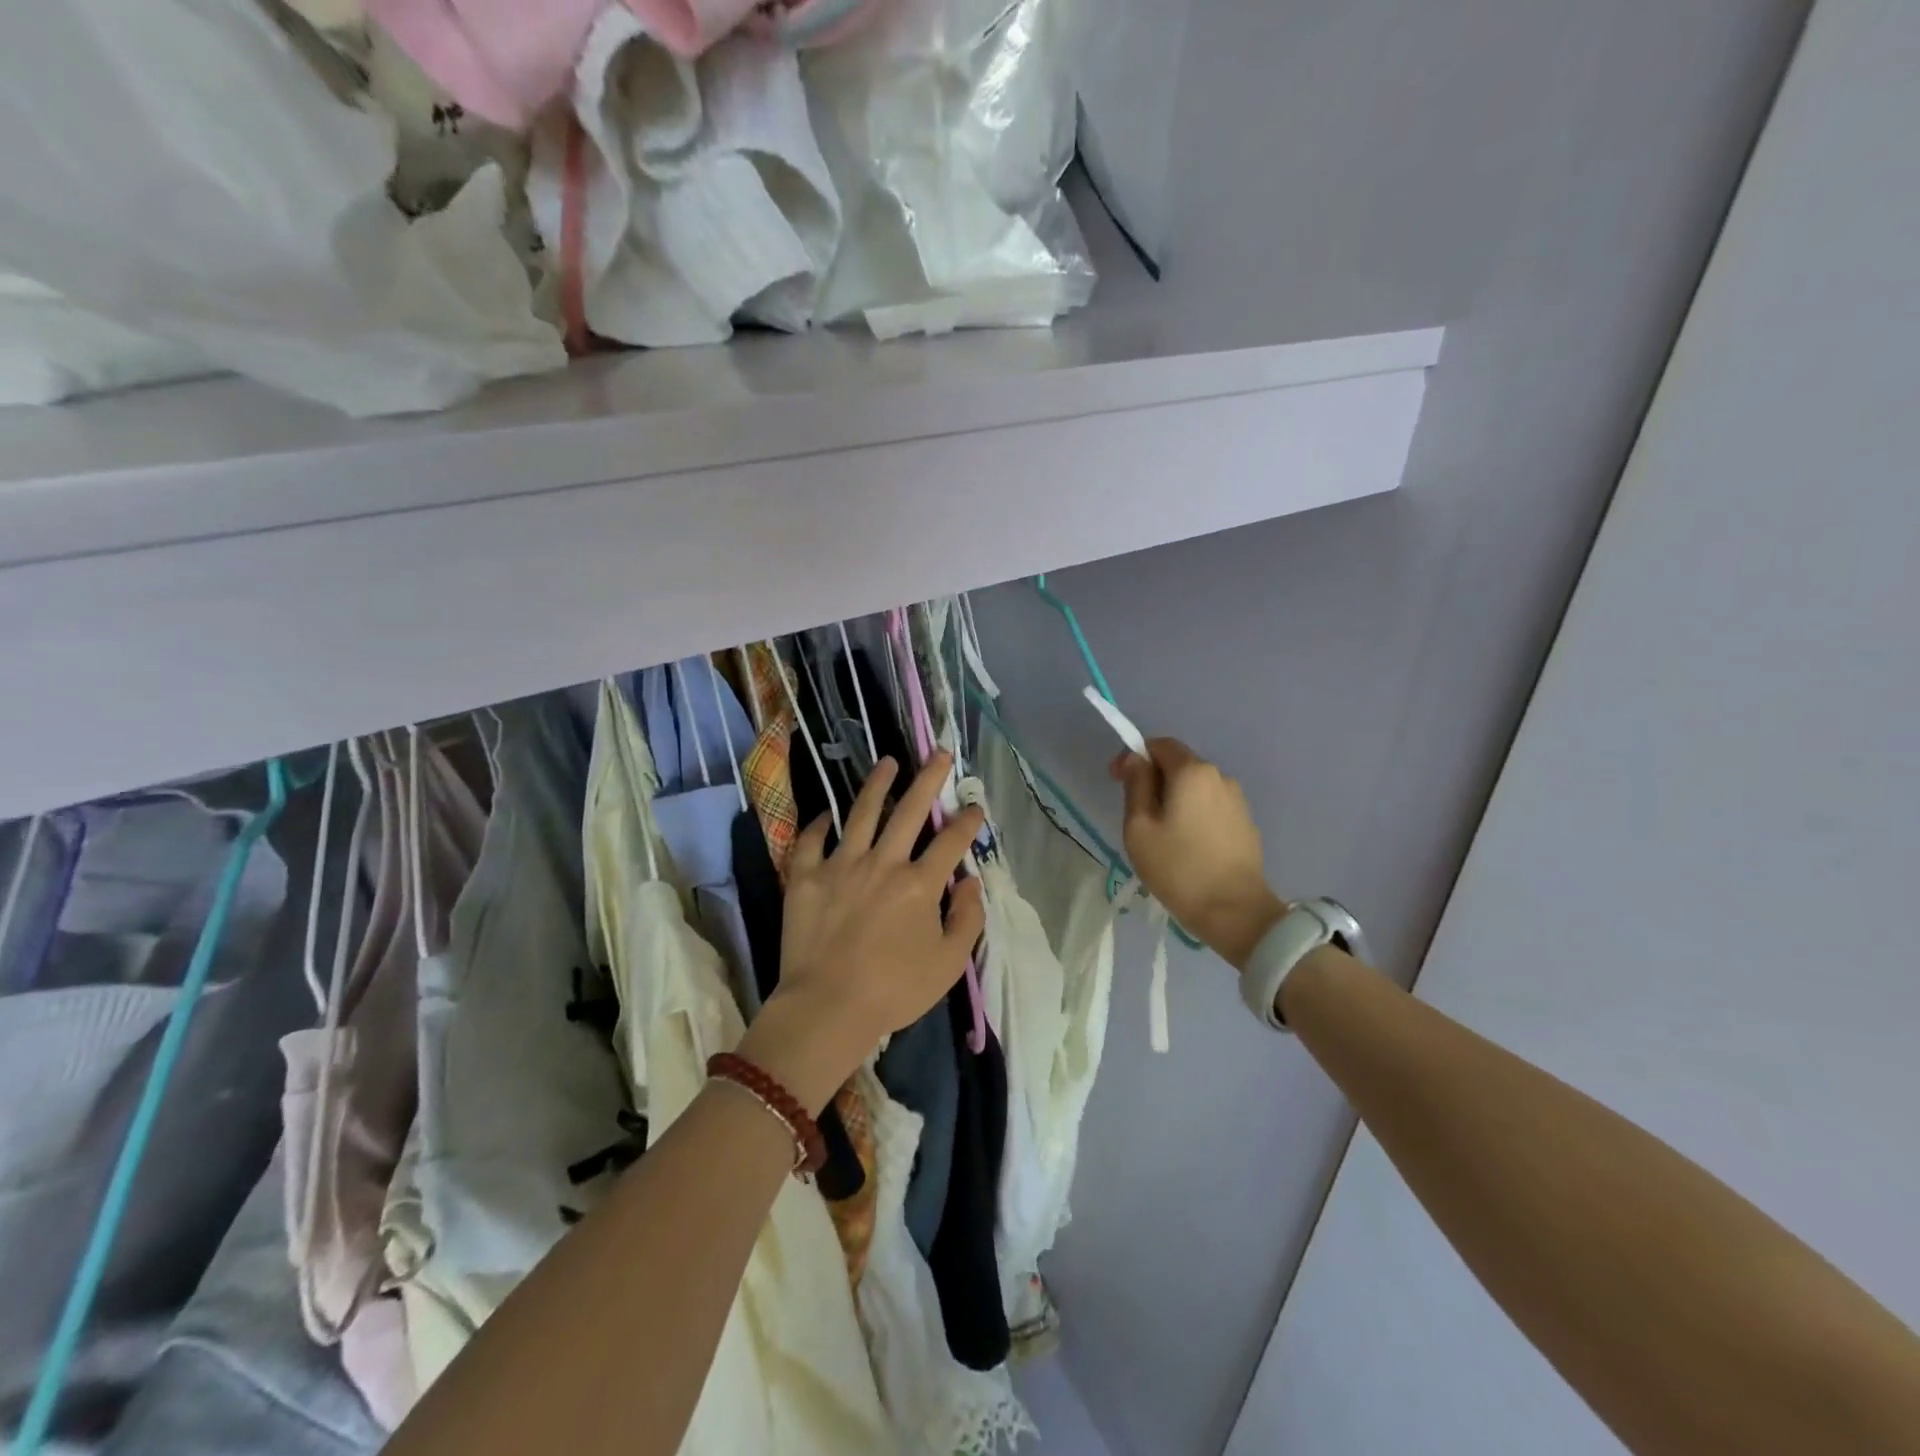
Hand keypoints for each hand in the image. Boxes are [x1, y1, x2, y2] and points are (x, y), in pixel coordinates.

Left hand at [739, 753, 985, 1111]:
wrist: (827, 1008)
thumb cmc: (894, 990)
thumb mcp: (948, 964)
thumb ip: (967, 919)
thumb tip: (971, 882)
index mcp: (919, 884)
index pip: (951, 842)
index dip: (967, 821)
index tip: (975, 807)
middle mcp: (883, 863)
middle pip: (909, 811)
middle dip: (928, 779)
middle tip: (939, 754)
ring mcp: (841, 866)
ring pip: (861, 813)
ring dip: (877, 785)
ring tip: (887, 762)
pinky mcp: (806, 877)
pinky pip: (812, 841)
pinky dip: (820, 825)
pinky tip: (827, 815)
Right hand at [1110, 738, 1286, 968]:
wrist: (1234, 912)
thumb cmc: (1178, 868)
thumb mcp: (1139, 826)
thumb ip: (1136, 785)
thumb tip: (1136, 759)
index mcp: (1192, 771)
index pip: (1159, 745)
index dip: (1134, 757)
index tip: (1116, 781)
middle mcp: (1219, 776)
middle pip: (1178, 764)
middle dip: (1153, 779)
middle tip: (1135, 813)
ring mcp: (1237, 800)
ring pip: (1195, 787)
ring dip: (1173, 798)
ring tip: (1160, 833)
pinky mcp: (1245, 823)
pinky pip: (1210, 806)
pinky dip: (1192, 814)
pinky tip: (1186, 844)